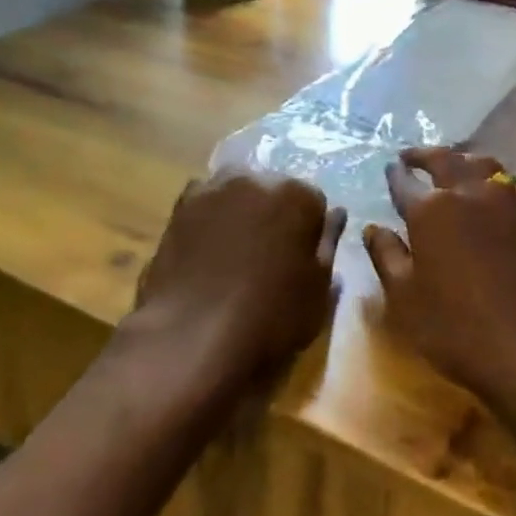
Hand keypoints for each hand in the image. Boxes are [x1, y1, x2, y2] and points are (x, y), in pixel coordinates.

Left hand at [132, 169, 345, 389]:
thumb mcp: (318, 290)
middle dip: (275, 215)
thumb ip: (329, 244)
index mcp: (297, 195)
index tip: (302, 260)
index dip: (310, 233)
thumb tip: (336, 214)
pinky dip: (210, 219)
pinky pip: (204, 205)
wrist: (192, 336)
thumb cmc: (270, 317)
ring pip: (237, 194)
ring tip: (236, 254)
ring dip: (241, 212)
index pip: (314, 203)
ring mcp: (212, 190)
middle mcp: (255, 179)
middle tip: (270, 257)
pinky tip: (207, 251)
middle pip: (273, 191)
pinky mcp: (178, 209)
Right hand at [362, 147, 515, 408]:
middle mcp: (471, 194)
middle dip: (425, 155)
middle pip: (446, 160)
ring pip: (487, 166)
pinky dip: (502, 188)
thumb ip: (387, 256)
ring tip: (457, 166)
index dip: (394, 175)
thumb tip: (372, 229)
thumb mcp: (405, 298)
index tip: (389, 168)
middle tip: (413, 156)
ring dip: (466, 161)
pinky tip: (501, 199)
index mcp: (431, 210)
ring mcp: (511, 204)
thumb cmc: (456, 328)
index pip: (405, 183)